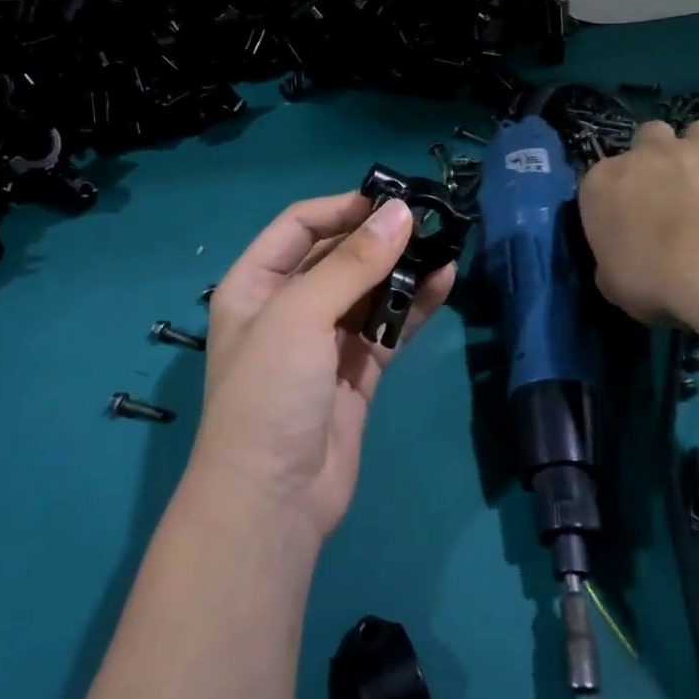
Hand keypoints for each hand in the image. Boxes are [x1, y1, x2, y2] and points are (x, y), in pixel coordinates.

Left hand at [189, 192, 456, 539]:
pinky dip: (412, 306)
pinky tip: (443, 283)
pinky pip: (387, 327)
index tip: (392, 198)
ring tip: (444, 245)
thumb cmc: (270, 393)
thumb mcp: (301, 315)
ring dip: (401, 270)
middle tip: (429, 219)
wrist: (275, 500)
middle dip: (379, 237)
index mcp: (254, 285)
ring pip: (368, 291)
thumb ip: (353, 263)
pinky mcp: (355, 371)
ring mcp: (323, 341)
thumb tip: (402, 212)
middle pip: (337, 256)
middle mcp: (287, 307)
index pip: (299, 226)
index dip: (343, 208)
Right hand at [578, 120, 698, 323]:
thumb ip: (613, 267)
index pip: (600, 180)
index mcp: (604, 183)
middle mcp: (648, 154)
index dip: (615, 201)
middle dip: (657, 159)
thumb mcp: (615, 287)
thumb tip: (620, 266)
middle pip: (649, 138)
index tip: (628, 226)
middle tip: (670, 196)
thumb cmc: (656, 278)